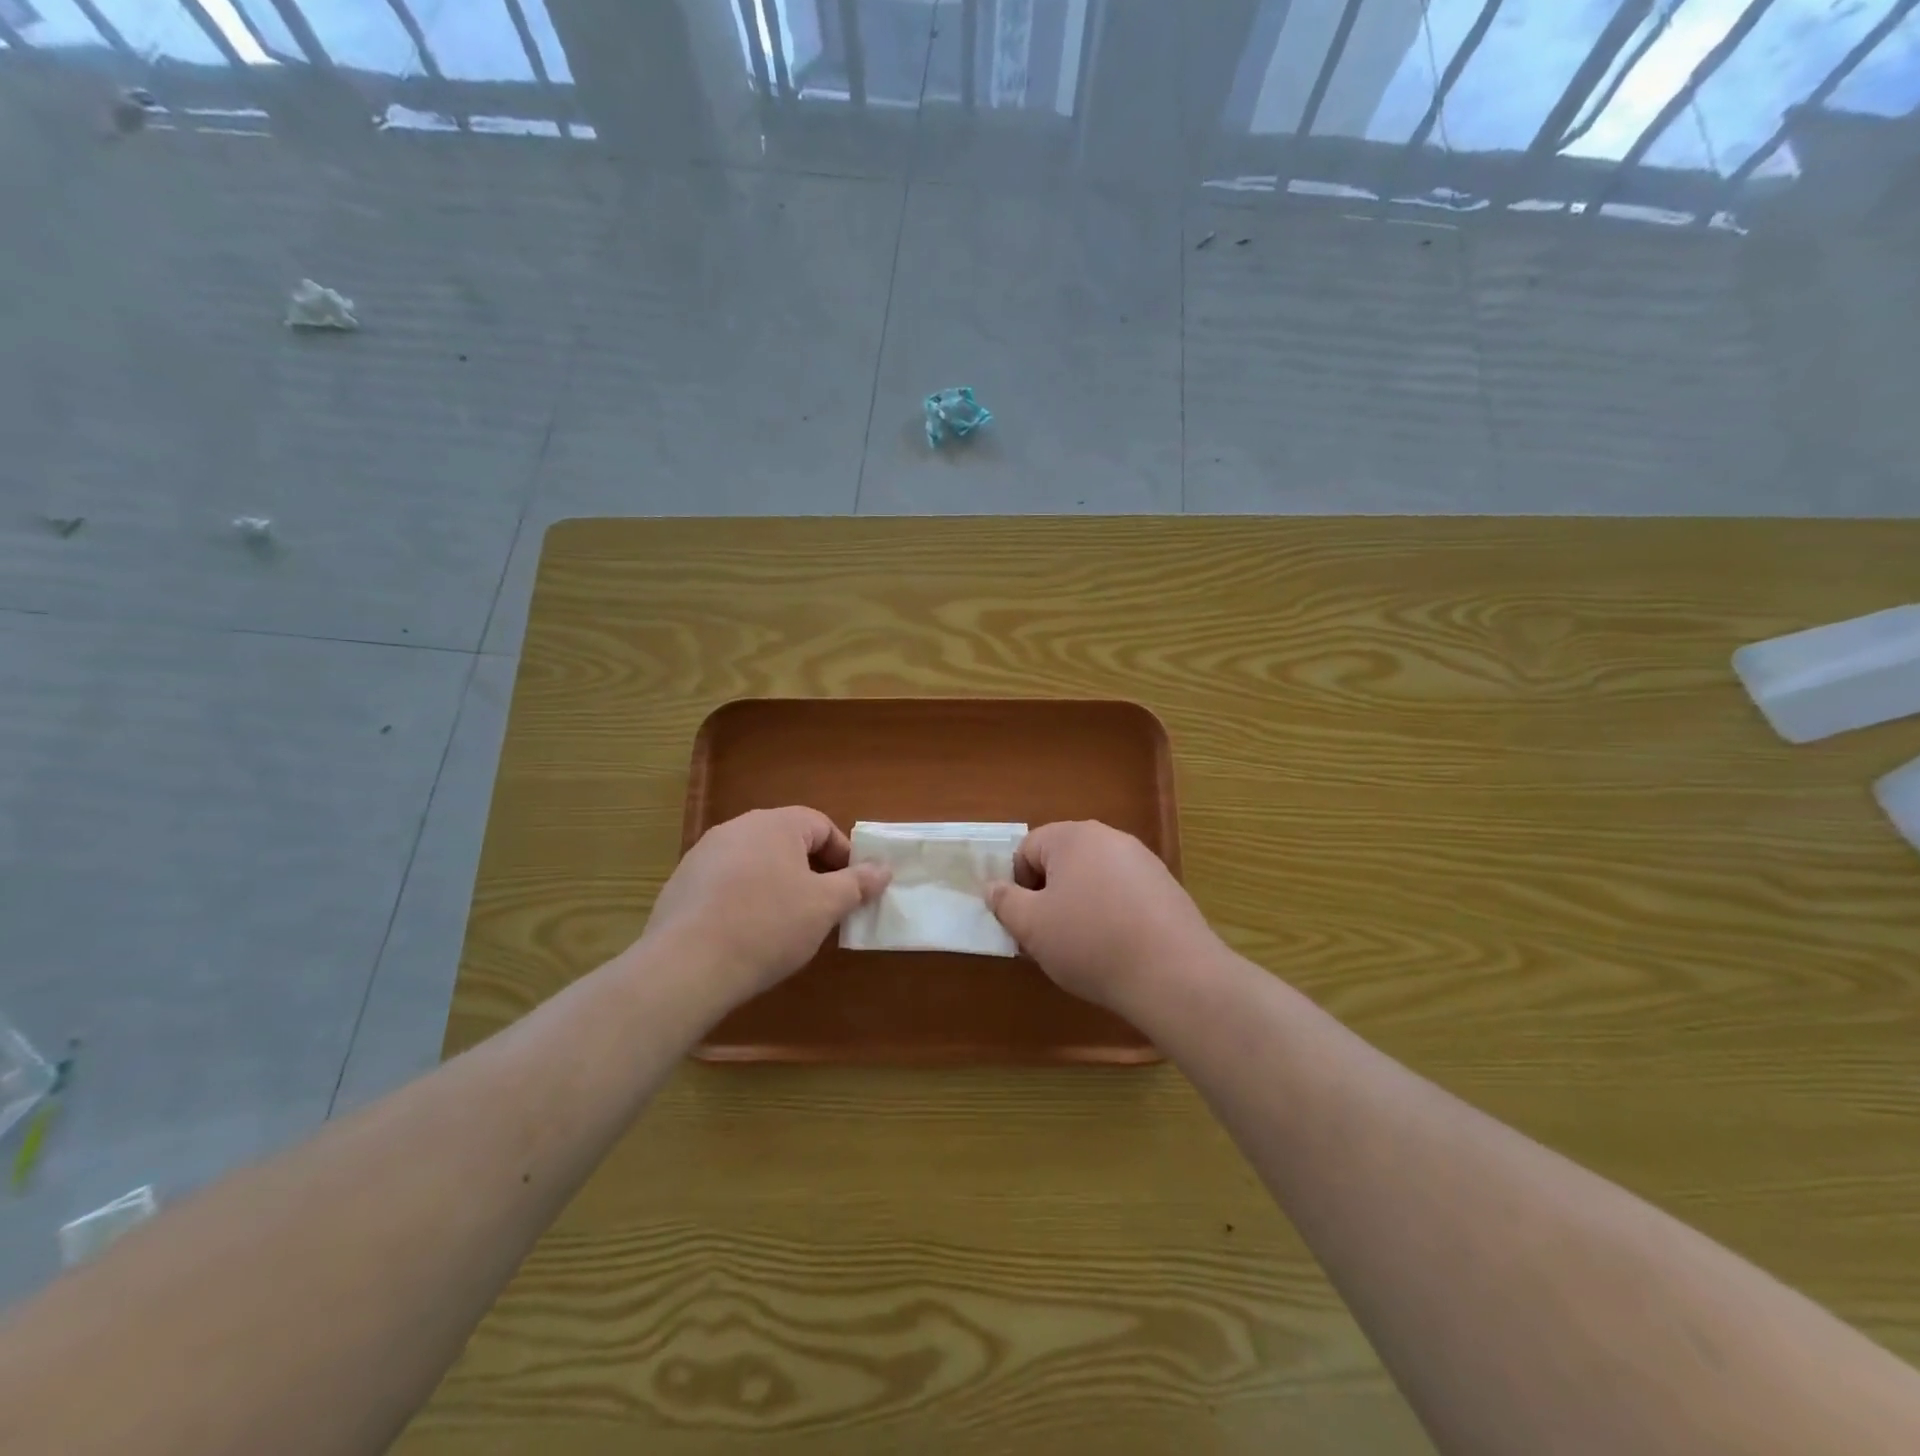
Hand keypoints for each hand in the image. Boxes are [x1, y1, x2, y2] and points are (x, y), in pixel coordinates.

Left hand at [641, 807, 889, 1008]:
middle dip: (812, 870)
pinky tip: (748, 933)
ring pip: (756, 862)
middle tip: (825, 907)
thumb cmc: (768, 926)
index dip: (844, 855)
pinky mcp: (682, 884)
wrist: (686, 966)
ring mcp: (703, 854)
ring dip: (778, 884)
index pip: (821, 826)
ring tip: (787, 923)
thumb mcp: (824, 906)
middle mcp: (737, 828)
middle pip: (787, 841)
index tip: (853, 888)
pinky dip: (746, 898)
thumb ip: (858, 883)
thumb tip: (883, 868)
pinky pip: (727, 882)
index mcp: (775, 824)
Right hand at [986, 821, 1217, 1012]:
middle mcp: (1109, 838)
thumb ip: (1005, 902)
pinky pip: (1122, 893)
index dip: (1018, 885)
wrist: (1174, 974)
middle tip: (1048, 936)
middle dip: (1049, 895)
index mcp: (1073, 837)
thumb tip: (993, 887)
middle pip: (1062, 861)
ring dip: (1079, 905)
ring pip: (1093, 878)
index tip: (1025, 922)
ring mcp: (1143, 861)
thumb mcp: (1032, 926)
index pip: (1027, 849)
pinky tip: (1117, 948)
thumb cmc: (1090, 943)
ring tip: (1083, 947)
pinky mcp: (1166, 887)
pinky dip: (1111, 914)